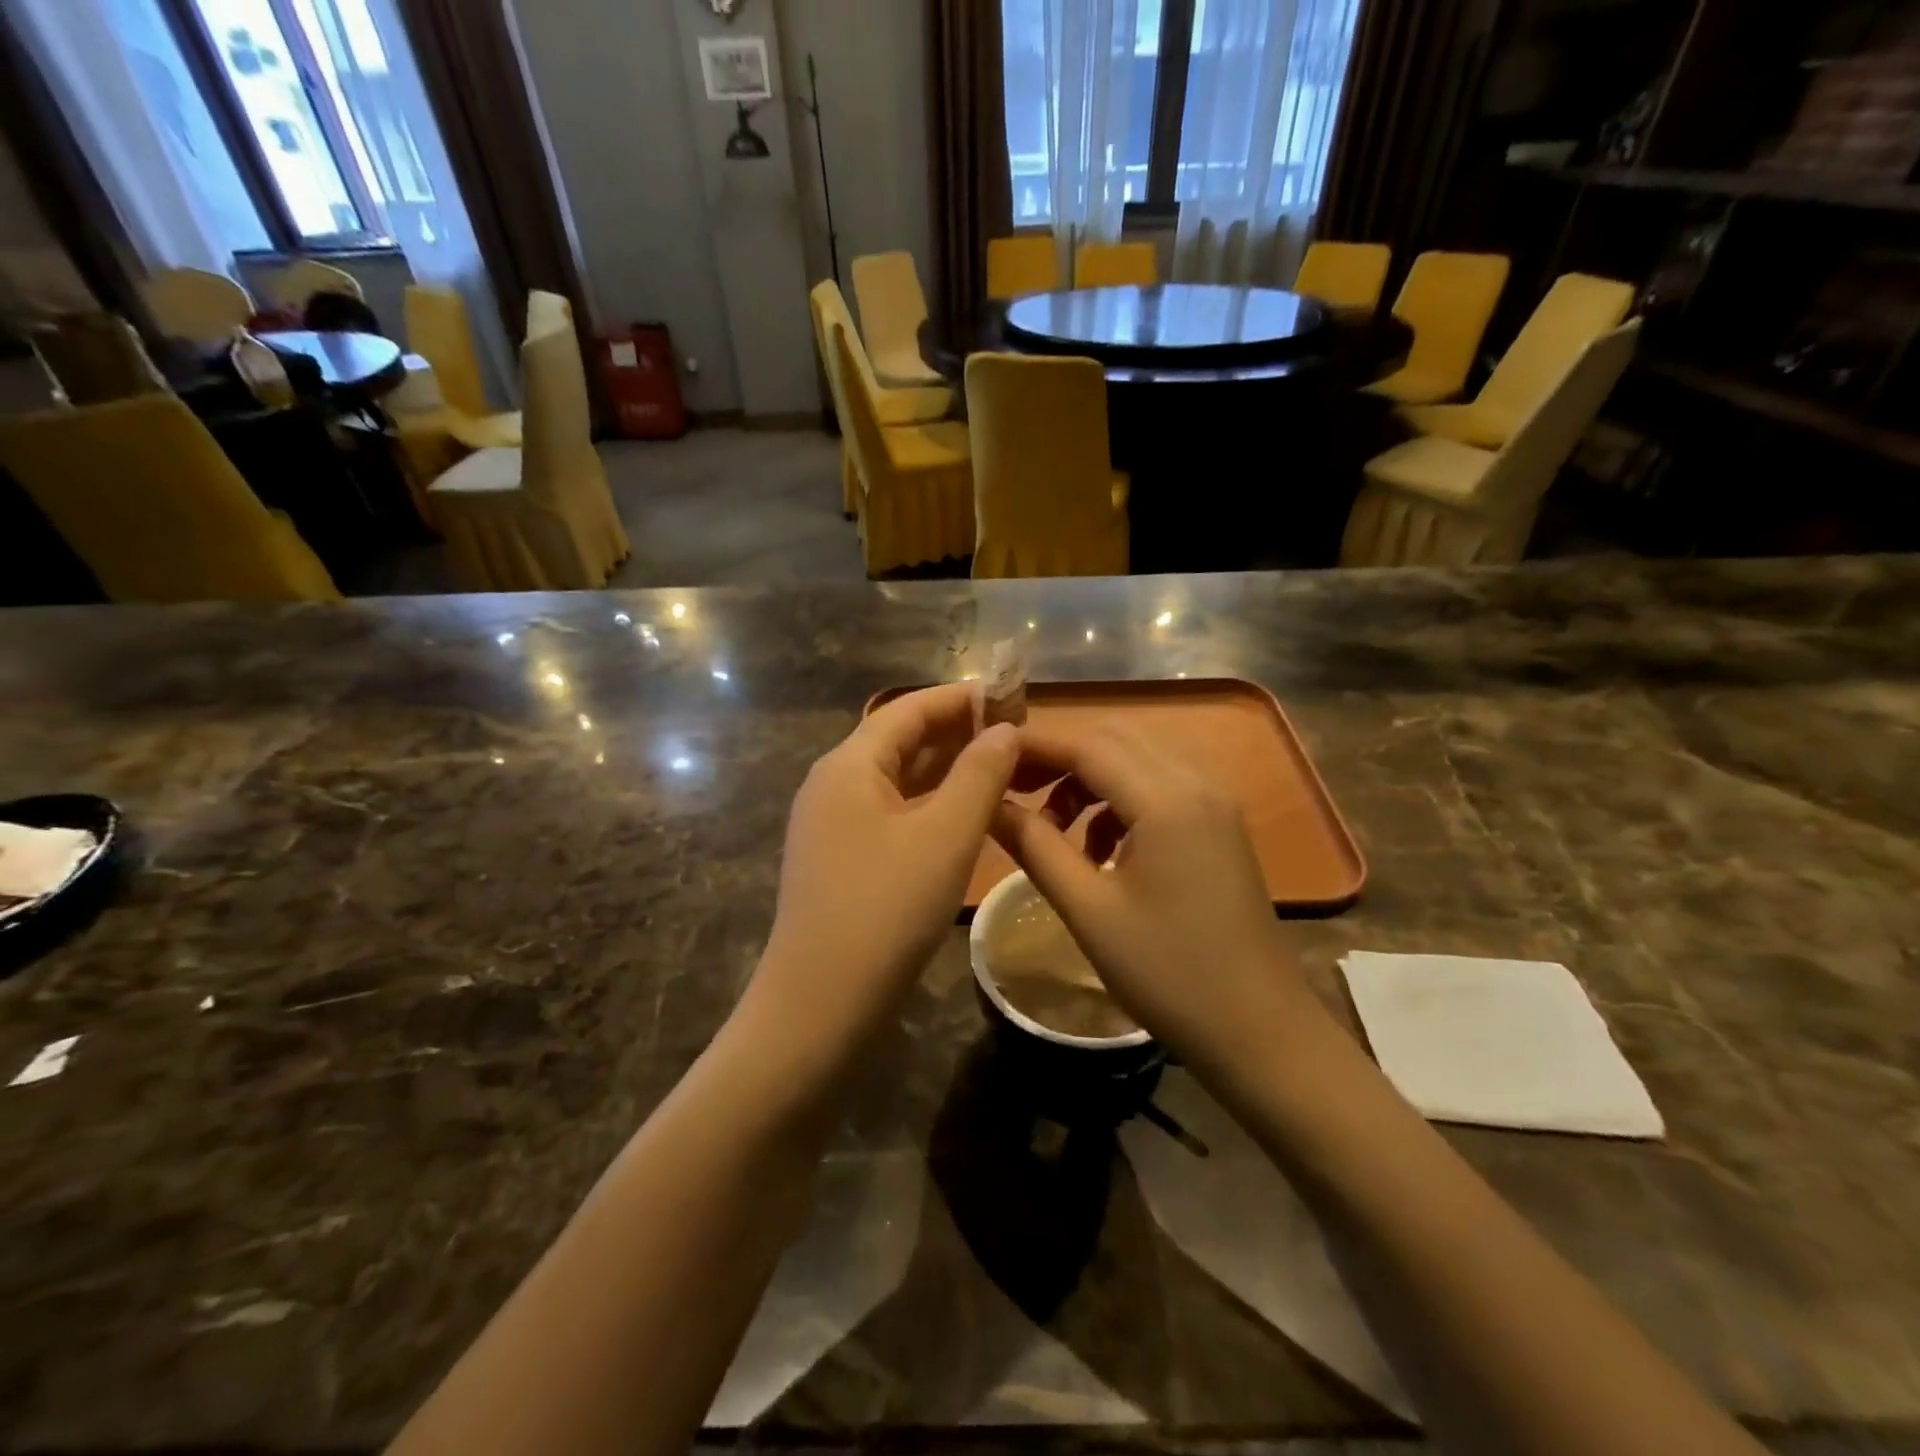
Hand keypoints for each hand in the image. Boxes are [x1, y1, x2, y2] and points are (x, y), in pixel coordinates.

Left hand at [754, 685, 1018, 1056]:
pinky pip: (892, 813)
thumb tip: (1004, 729)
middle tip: (1016, 734)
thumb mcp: (946, 836)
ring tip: (1001, 768)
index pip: (909, 708)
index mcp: (849, 765)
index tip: (1011, 695)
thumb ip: (980, 774)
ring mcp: (832, 824)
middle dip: (957, 732)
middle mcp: (833, 784)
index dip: (961, 698)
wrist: (820, 1005)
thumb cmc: (886, 910)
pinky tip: (965, 815)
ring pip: (898, 779)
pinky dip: (930, 805)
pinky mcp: (841, 858)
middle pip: (900, 740)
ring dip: (947, 769)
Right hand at [992, 725, 1314, 1070]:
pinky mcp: (1219, 826)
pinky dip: (1117, 800)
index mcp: (1166, 799)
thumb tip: (989, 804)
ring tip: (1051, 828)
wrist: (1259, 1030)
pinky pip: (1158, 788)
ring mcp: (1214, 803)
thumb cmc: (1167, 973)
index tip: (986, 759)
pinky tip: (1098, 849)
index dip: (1032, 745)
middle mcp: (1196, 783)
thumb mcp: (1088, 910)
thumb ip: (1034, 846)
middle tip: (1012, 790)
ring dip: (1087, 779)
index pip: (1086, 744)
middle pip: (1113, 739)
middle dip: (1058, 757)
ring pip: (1136, 760)